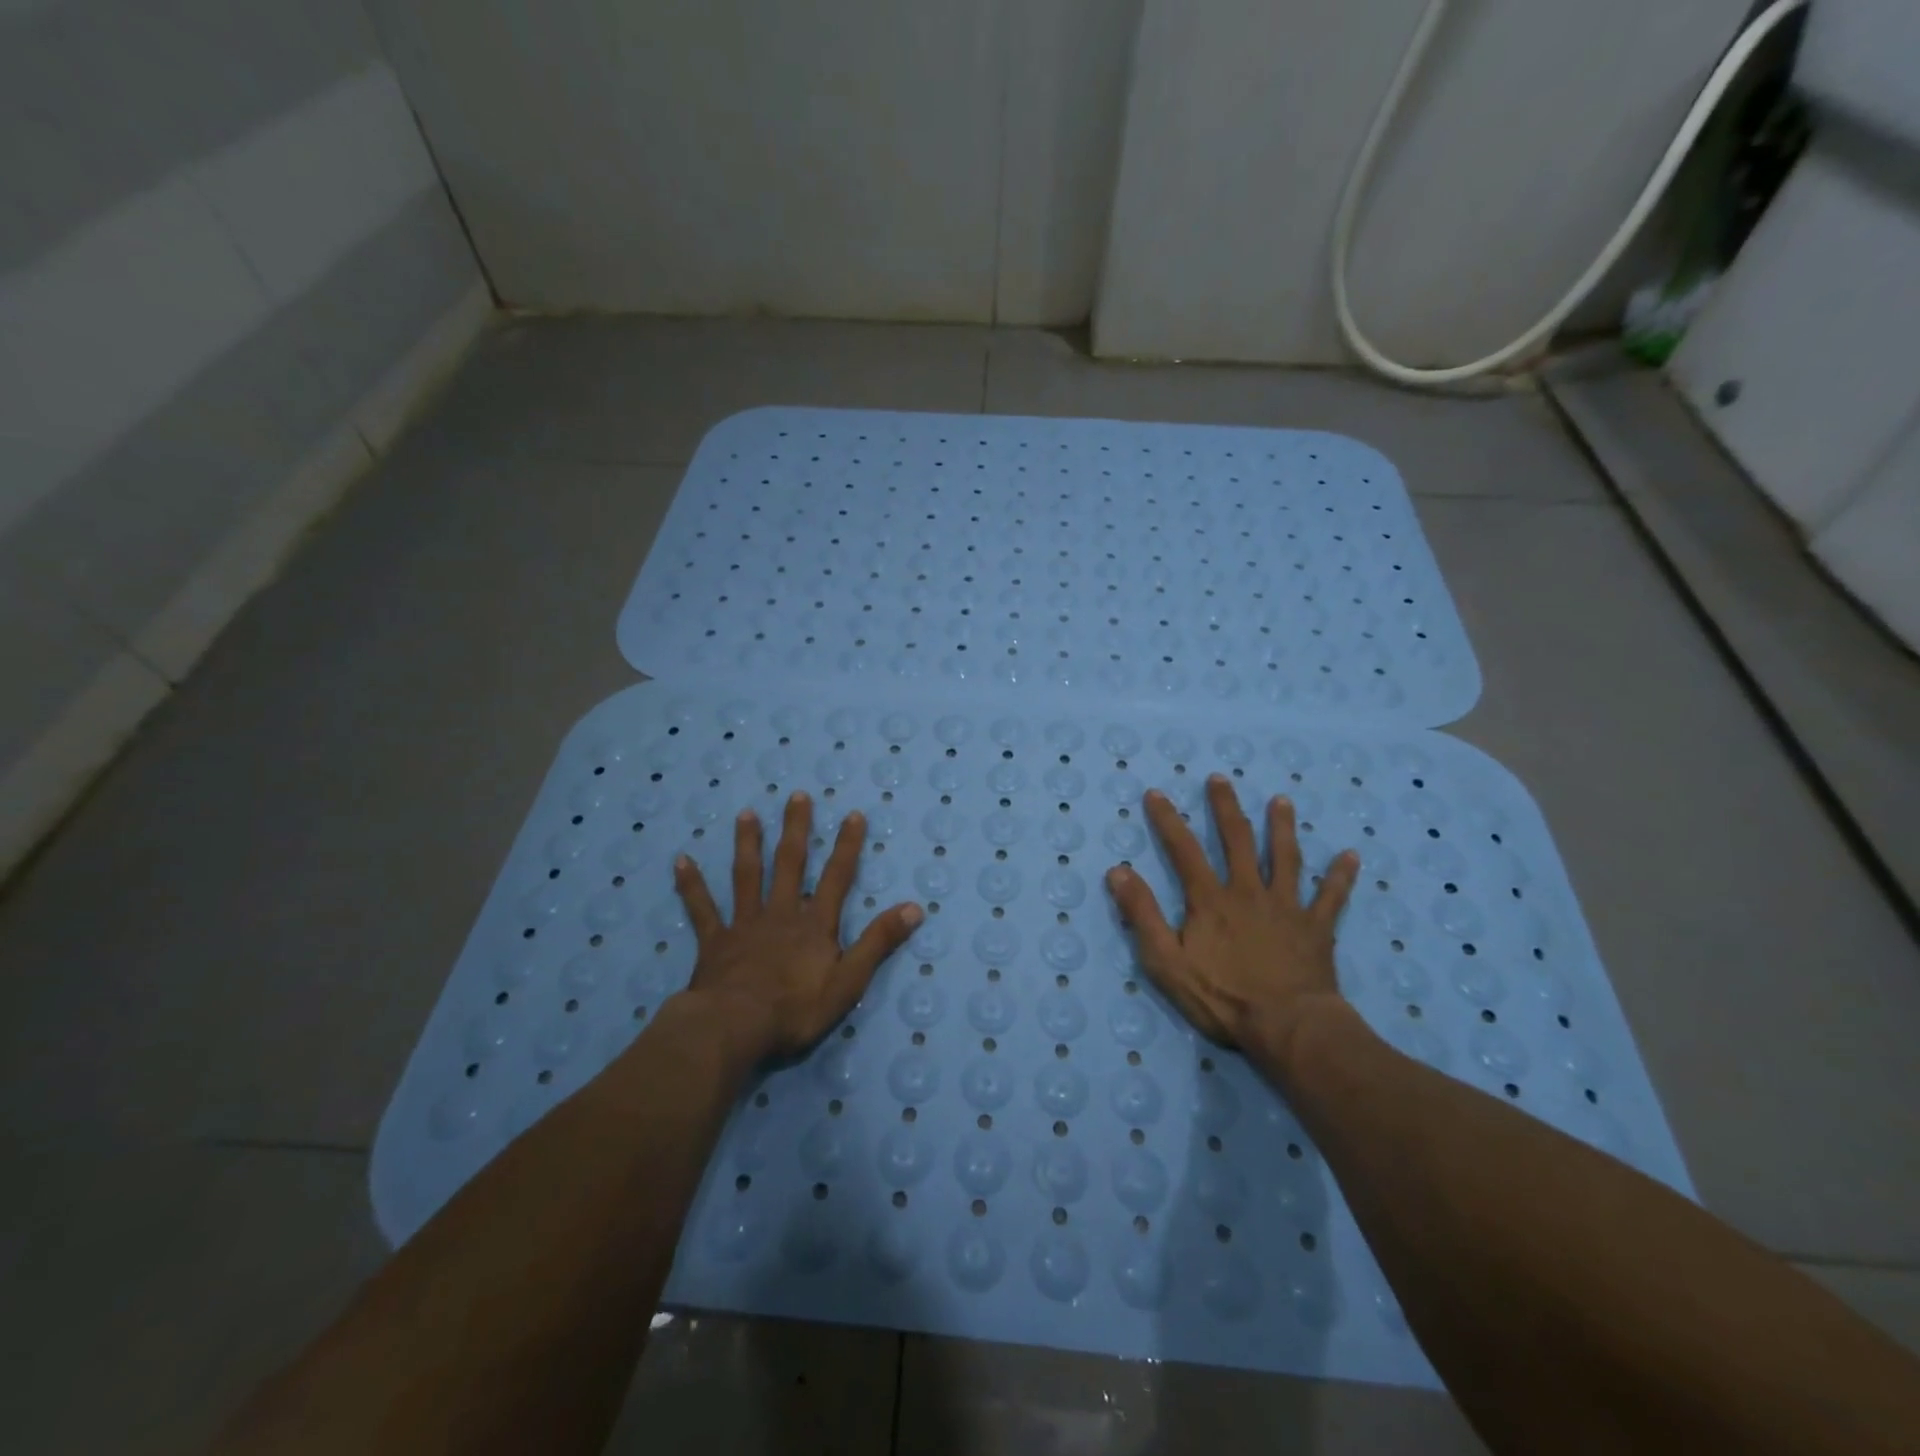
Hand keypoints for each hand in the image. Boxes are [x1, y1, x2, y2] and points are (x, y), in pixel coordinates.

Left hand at [673, 792, 922, 1063]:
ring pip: (747, 876)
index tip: (852, 814)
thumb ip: (879, 942)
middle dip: (796, 829)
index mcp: (814, 924)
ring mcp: (744, 924)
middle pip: (790, 864)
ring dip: (748, 844)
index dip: (847, 846)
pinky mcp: (715, 942)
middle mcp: (780, 913)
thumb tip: (914, 908)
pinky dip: (691, 885)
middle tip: (797, 796)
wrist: (735, 1028)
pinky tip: (681, 861)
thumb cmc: (795, 1009)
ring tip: (747, 814)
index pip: (836, 877)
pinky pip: (701, 909)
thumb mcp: (849, 981)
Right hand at [1105, 775, 1360, 1078]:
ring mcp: (1287, 907)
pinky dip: (1341, 876)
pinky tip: (1352, 855)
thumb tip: (1118, 871)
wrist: (1288, 1028)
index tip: (1156, 793)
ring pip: (1286, 858)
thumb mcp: (1166, 961)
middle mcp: (1248, 892)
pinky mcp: (1316, 929)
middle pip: (1237, 840)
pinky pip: (1332, 897)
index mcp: (1211, 900)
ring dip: (1282, 827)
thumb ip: (1142, 914)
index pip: (1184, 850)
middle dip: (1225, 807)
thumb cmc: (1222, 998)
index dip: (1168, 820)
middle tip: (1221, 779)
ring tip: (1281, 801)